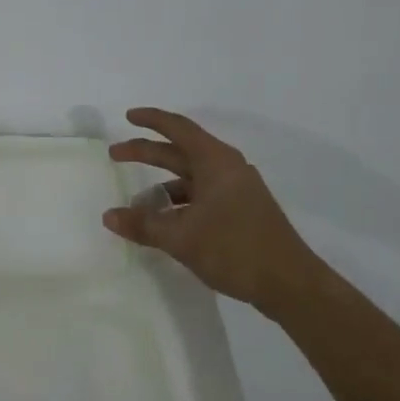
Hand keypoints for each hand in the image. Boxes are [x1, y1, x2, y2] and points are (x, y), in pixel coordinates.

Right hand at [104, 108, 328, 319]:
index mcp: (215, 162)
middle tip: (115, 155)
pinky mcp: (241, 211)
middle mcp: (227, 169)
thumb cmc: (234, 249)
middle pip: (180, 152)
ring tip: (137, 204)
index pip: (178, 129)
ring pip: (191, 177)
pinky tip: (165, 222)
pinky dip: (179, 202)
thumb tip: (109, 216)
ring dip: (162, 185)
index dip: (151, 120)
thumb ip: (143, 224)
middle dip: (147, 152)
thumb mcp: (181, 237)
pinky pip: (202, 195)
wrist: (290, 284)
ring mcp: (237, 190)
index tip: (128, 116)